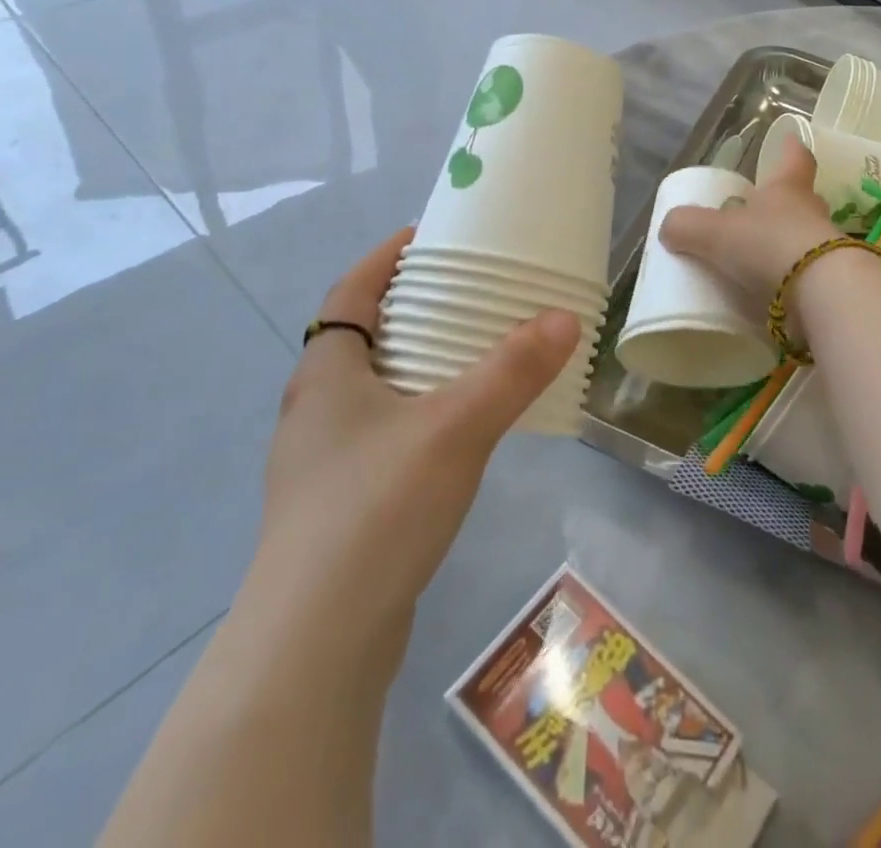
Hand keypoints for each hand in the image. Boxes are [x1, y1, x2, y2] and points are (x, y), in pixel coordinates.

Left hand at [252, 227, 580, 648]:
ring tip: (477, 354)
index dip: (387, 258)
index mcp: (326, 373)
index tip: (432, 237)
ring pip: (375, 388)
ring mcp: (321, 461)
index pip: (350, 291)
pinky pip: (384, 431)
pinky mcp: (338, 503)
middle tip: (472, 292)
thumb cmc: (375, 509)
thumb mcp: (455, 427)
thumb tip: (565, 316)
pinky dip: (421, 411)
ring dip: (420, 363)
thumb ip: (513, 370)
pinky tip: (461, 431)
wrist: (316, 643)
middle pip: (364, 336)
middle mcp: (315, 409)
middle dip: (415, 308)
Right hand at [658, 131, 842, 314]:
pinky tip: (768, 295)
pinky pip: (806, 276)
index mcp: (788, 189)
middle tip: (759, 210)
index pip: (795, 158)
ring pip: (805, 238)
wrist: (821, 294)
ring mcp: (825, 250)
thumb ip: (687, 226)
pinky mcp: (830, 284)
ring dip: (785, 245)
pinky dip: (788, 282)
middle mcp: (811, 213)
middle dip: (782, 203)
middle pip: (801, 198)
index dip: (790, 148)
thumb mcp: (715, 233)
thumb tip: (670, 226)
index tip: (789, 140)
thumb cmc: (768, 245)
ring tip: (757, 259)